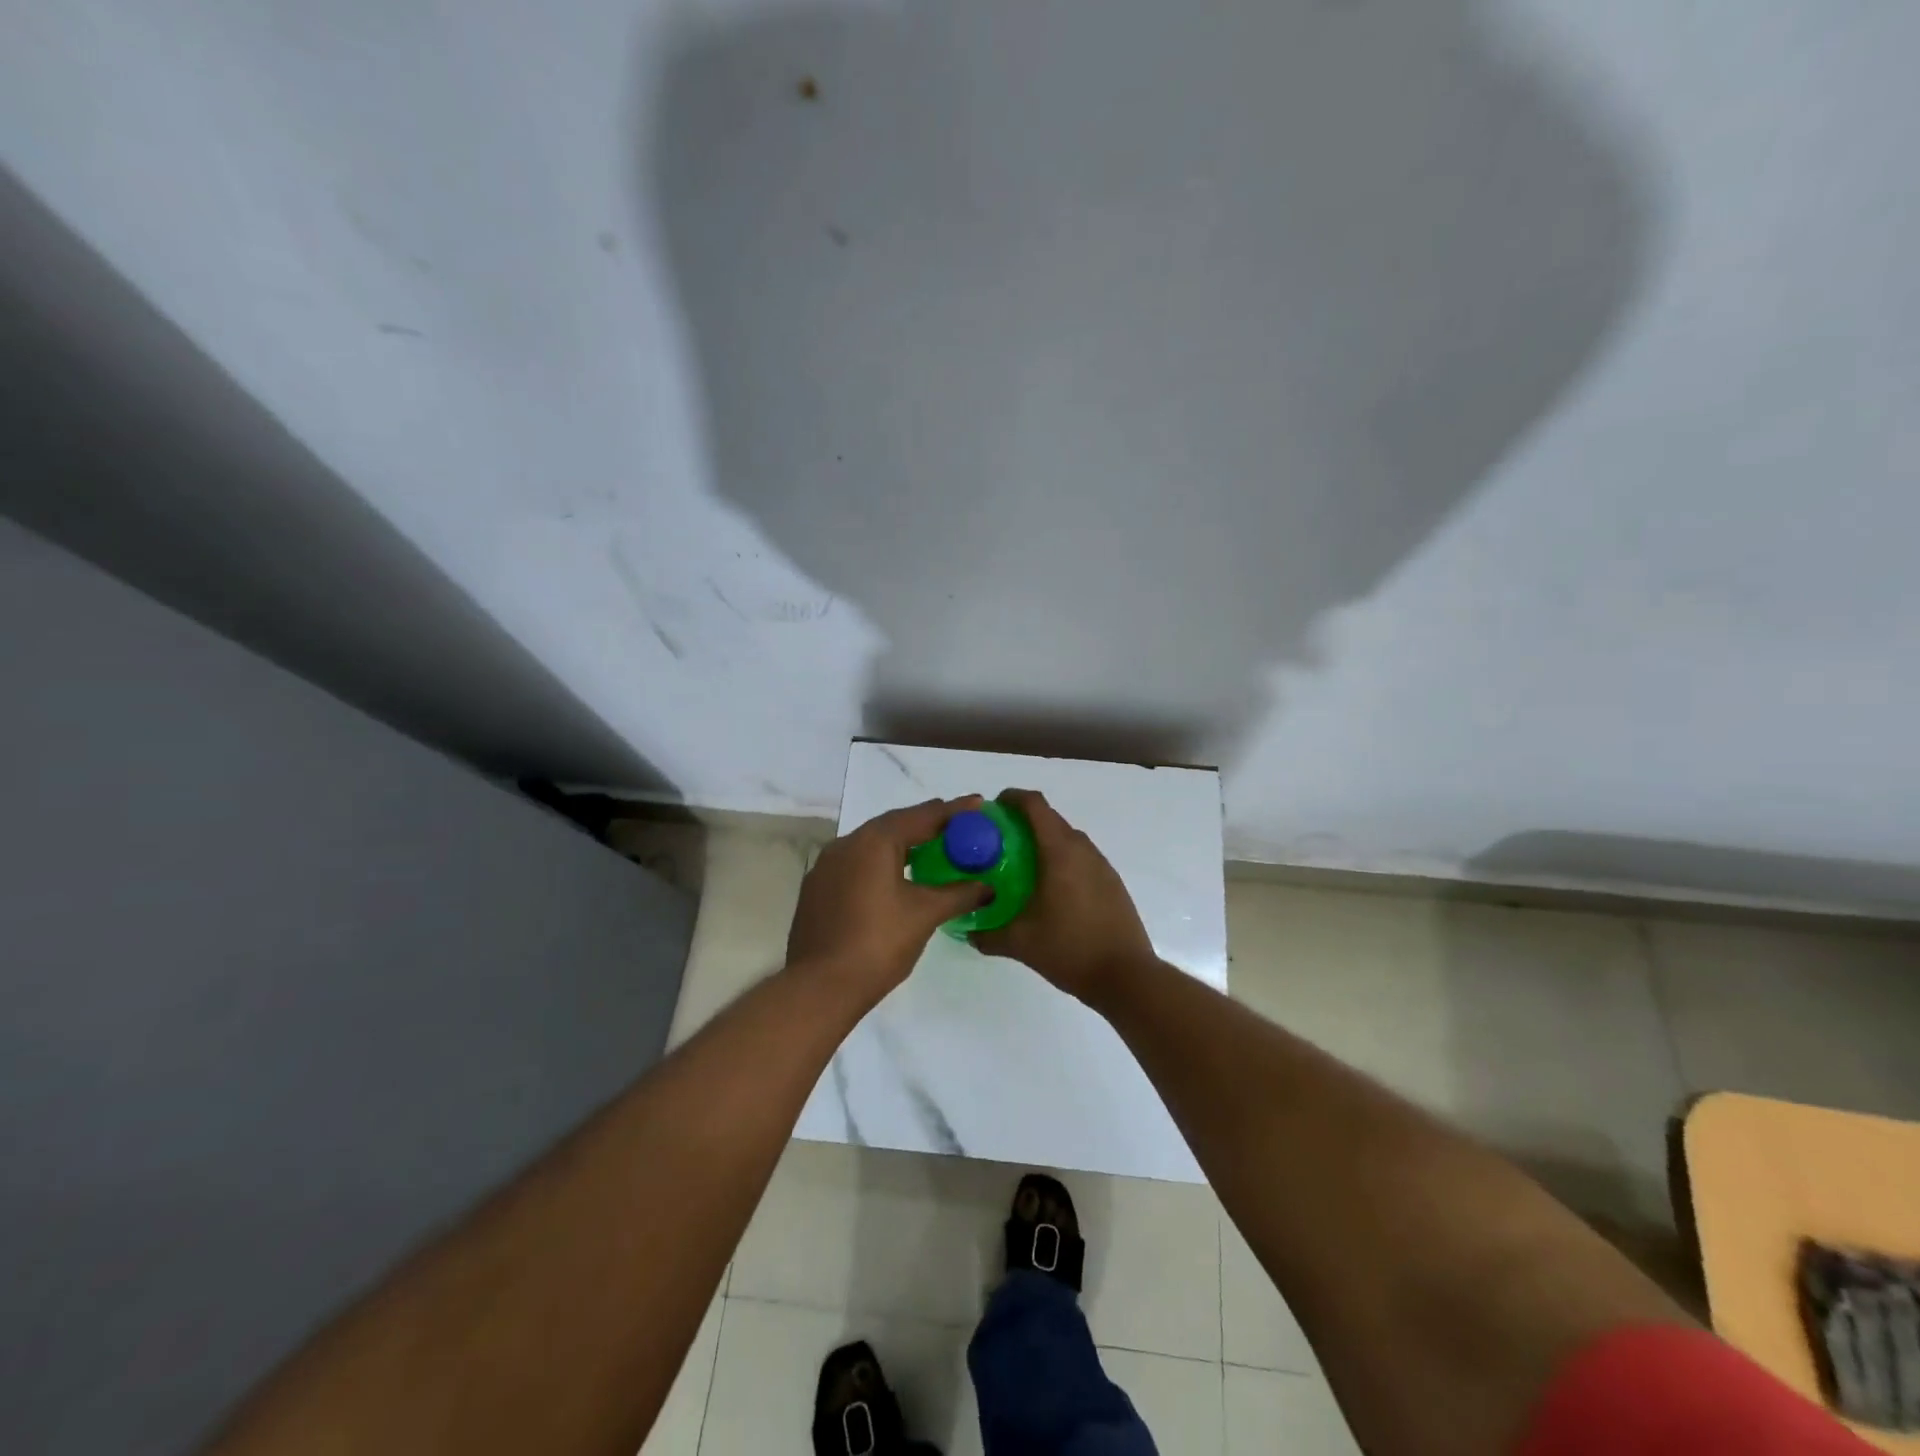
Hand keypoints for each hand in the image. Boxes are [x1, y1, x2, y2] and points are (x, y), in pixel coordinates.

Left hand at [786, 796, 992, 1005]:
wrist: (820, 987)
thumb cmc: (878, 943)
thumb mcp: (925, 915)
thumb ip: (959, 894)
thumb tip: (988, 887)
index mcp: (874, 841)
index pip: (922, 816)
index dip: (953, 811)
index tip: (978, 803)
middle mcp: (847, 843)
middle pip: (894, 825)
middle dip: (927, 823)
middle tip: (957, 826)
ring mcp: (827, 866)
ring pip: (872, 844)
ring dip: (902, 844)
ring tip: (930, 849)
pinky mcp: (818, 888)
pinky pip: (856, 864)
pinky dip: (880, 863)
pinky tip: (894, 879)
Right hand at [971, 789, 1156, 1005]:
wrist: (1126, 976)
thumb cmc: (1070, 949)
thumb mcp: (1021, 942)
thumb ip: (988, 934)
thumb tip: (967, 932)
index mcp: (1059, 852)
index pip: (1035, 805)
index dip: (1012, 798)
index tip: (992, 809)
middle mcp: (1083, 849)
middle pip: (1051, 819)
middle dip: (1024, 822)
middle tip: (998, 842)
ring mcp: (1101, 865)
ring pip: (1068, 838)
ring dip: (1045, 841)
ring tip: (1021, 865)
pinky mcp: (1112, 882)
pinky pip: (1081, 857)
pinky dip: (1062, 859)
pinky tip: (1050, 889)